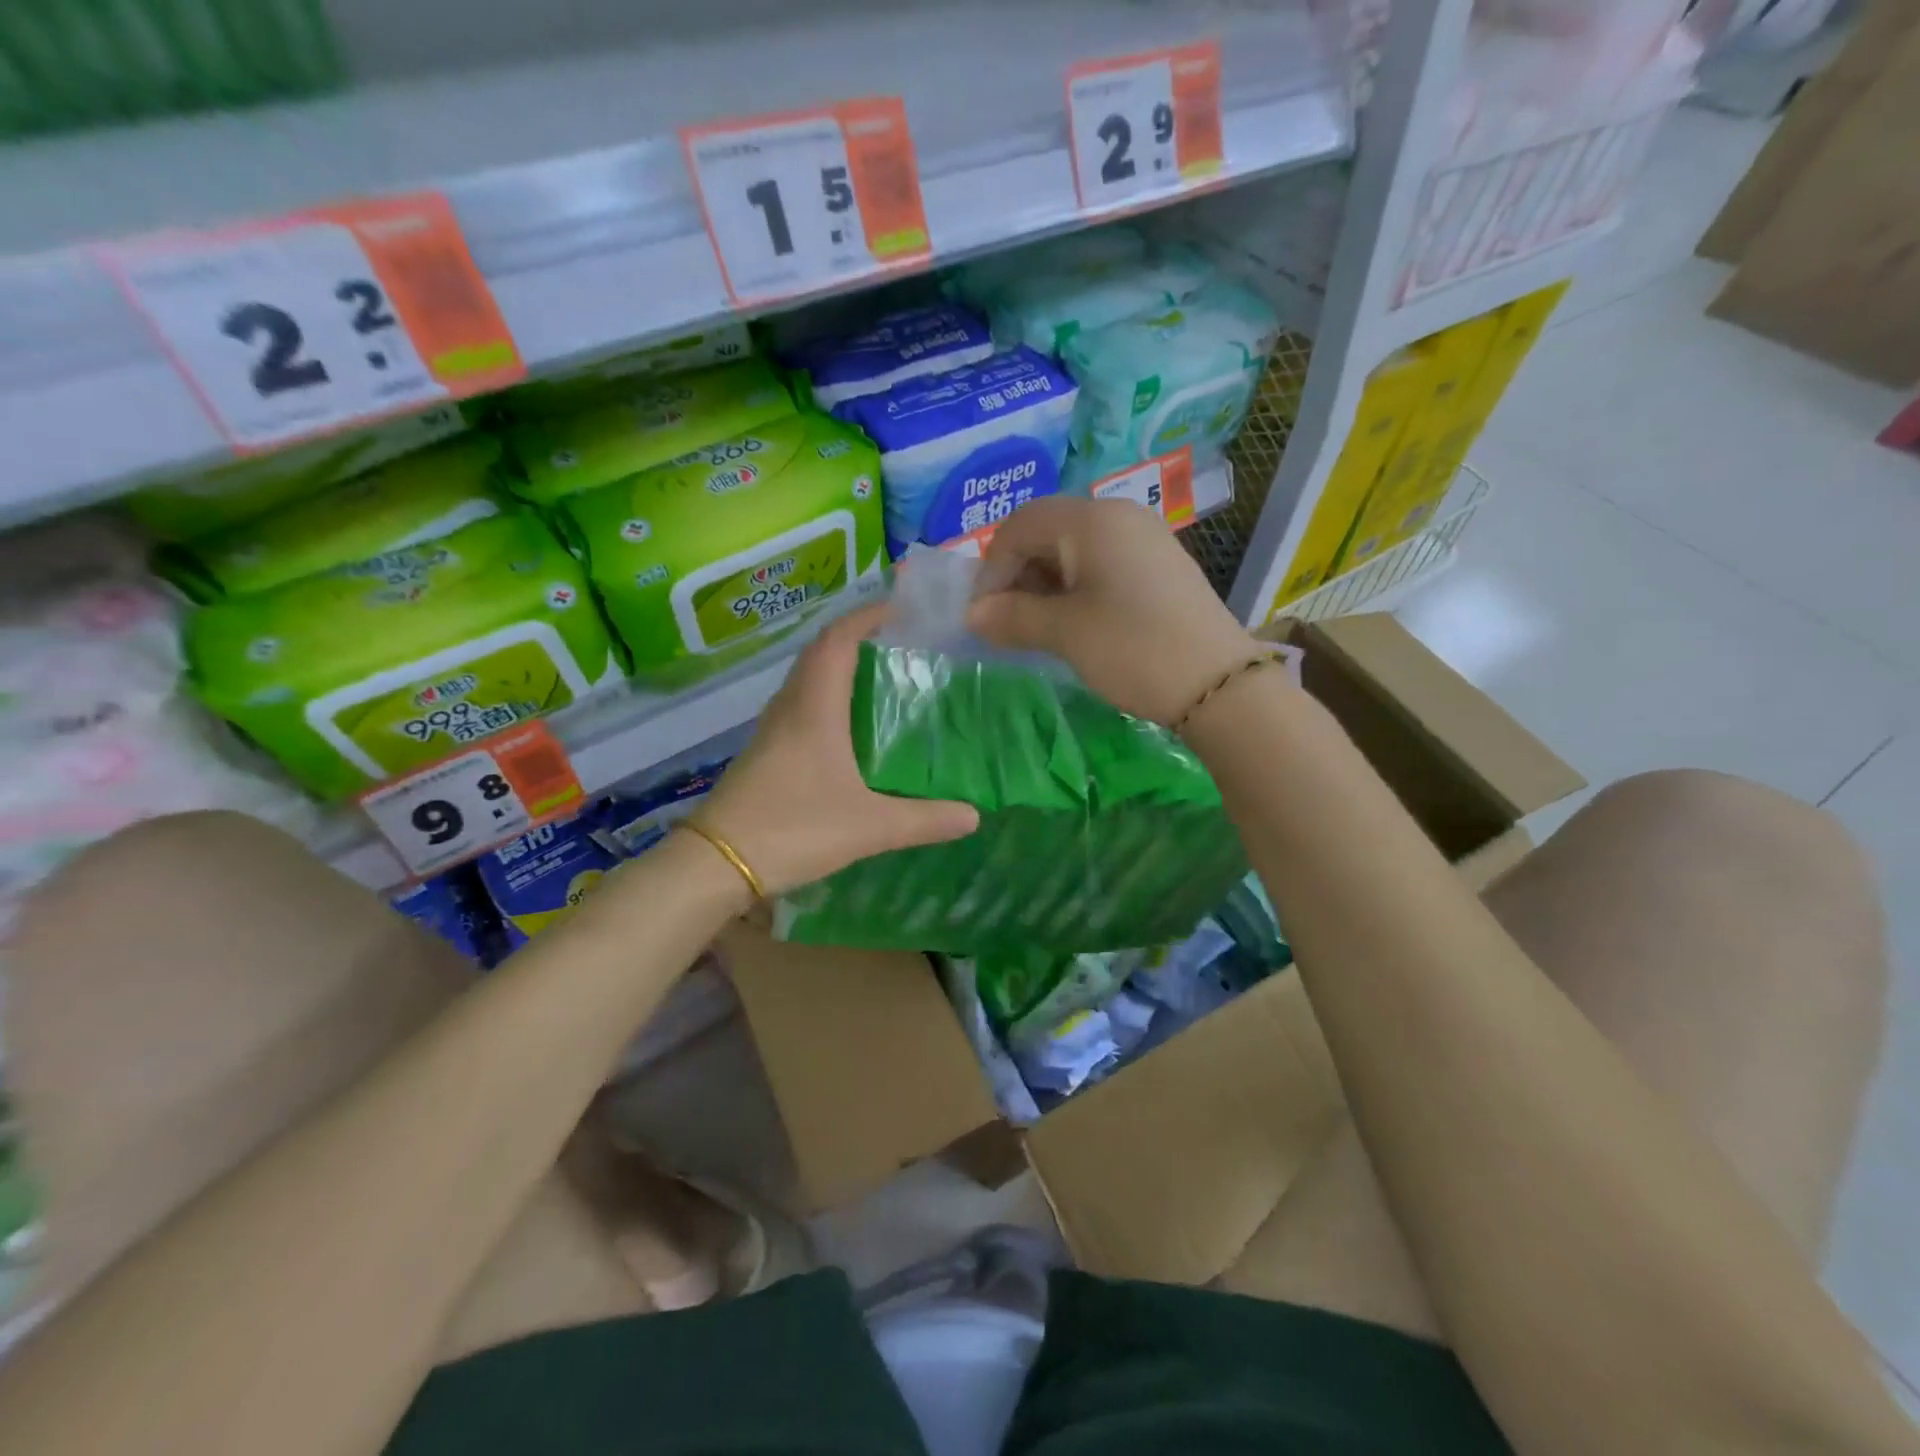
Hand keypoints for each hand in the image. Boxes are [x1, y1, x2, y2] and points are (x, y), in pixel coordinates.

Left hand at [693, 602, 978, 896]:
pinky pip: (800, 706)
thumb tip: (974, 815)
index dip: (868, 616)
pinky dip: (827, 698)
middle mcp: (790, 707)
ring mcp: (772, 729)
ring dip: (840, 668)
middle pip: (821, 653)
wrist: (717, 864)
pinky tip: (850, 729)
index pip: (838, 639)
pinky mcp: (765, 752)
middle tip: (901, 646)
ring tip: (883, 679)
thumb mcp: (870, 827)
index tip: (902, 609)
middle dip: (859, 638)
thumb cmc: (794, 829)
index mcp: (814, 707)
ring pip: (808, 680)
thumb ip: (924, 820)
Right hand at [968, 497, 1264, 724]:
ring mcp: (1144, 538)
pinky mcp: (1159, 565)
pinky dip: (1075, 589)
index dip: (991, 569)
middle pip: (1047, 532)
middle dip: (1017, 575)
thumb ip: (1013, 617)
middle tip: (1006, 624)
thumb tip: (973, 616)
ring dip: (1044, 585)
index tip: (982, 616)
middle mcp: (1119, 516)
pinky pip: (1102, 564)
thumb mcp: (1065, 633)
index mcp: (1091, 520)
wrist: (1220, 685)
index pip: (1019, 526)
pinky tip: (1074, 623)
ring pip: (1074, 550)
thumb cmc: (1133, 649)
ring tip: (1037, 629)